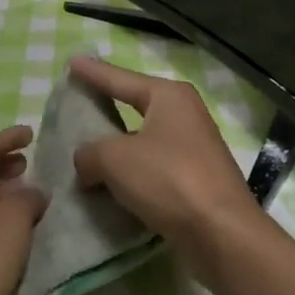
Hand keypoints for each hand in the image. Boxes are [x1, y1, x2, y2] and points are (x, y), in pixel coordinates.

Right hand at [68, 56, 265, 279]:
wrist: (222, 233)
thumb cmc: (169, 179)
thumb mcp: (116, 160)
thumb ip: (91, 154)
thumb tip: (86, 161)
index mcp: (169, 96)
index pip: (121, 79)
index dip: (94, 72)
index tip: (72, 61)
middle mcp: (185, 114)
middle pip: (136, 105)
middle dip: (108, 105)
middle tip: (80, 100)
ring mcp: (194, 147)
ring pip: (144, 139)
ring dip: (119, 147)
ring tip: (88, 149)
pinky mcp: (196, 179)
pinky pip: (153, 168)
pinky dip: (132, 174)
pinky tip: (111, 185)